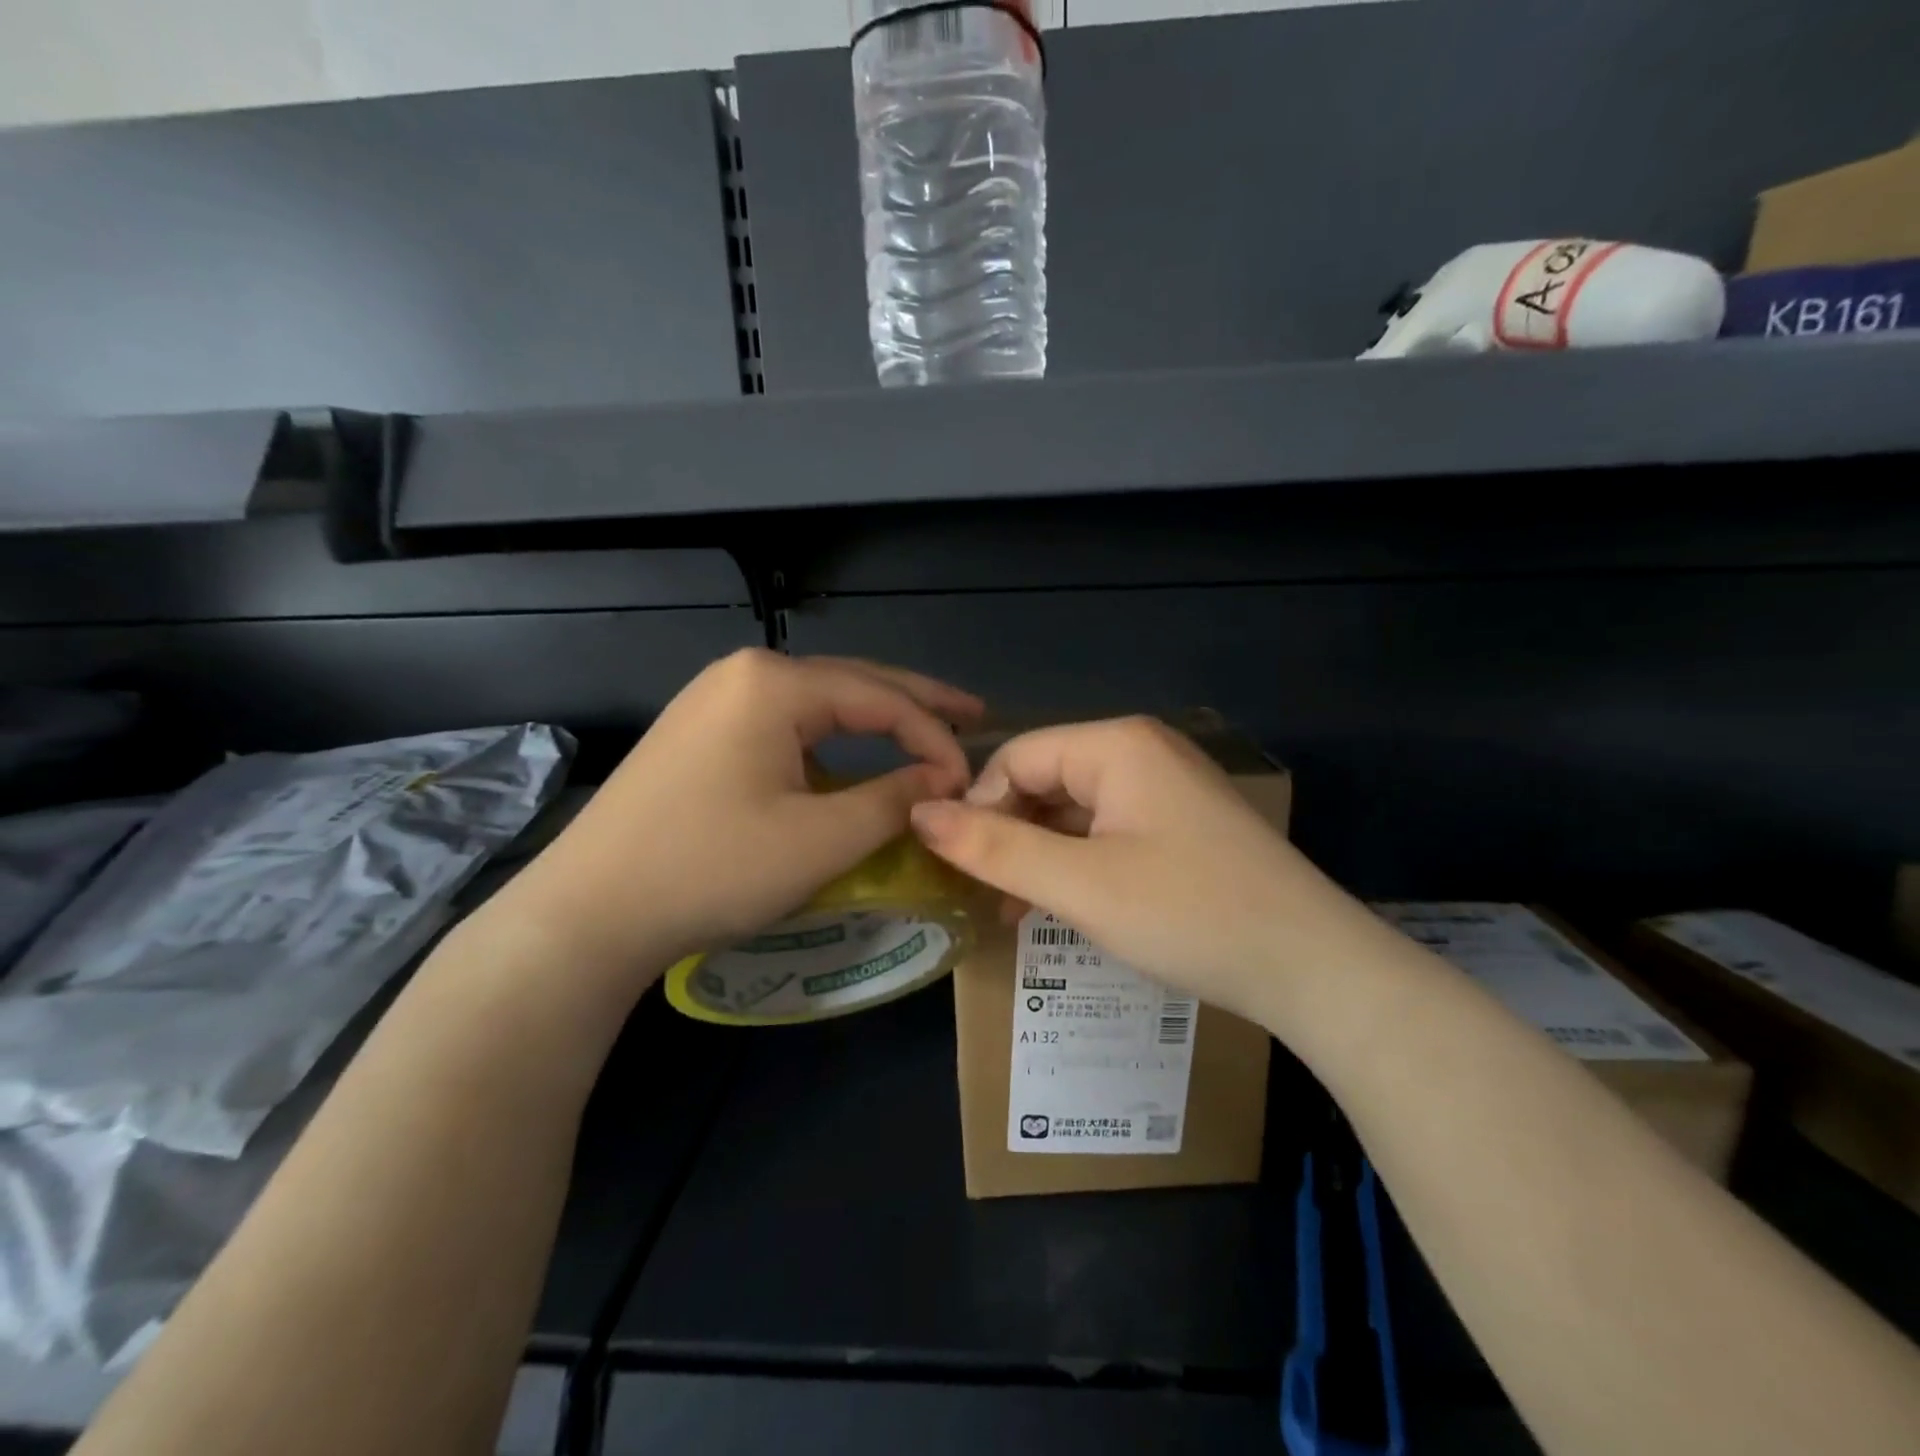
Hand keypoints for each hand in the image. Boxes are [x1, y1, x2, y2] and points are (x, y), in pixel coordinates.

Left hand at [491, 651, 982, 978]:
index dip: (936, 737)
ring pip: (818, 704)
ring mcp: (715, 699)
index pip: (882, 699)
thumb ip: (893, 799)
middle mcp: (744, 673)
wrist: (587, 912)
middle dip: (916, 703)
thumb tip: (941, 780)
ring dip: (873, 721)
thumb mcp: (821, 839)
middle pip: (852, 684)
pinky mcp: (700, 732)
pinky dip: (830, 742)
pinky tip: (851, 758)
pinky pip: (785, 725)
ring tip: (924, 734)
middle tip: (973, 716)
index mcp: (775, 683)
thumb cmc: (712, 868)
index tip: (970, 780)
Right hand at [908, 716, 1386, 1029]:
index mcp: (1117, 745)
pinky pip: (1107, 830)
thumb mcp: (1080, 885)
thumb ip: (994, 848)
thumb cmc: (1190, 914)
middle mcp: (1141, 751)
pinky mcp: (1181, 824)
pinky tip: (1064, 904)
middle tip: (985, 895)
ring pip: (1074, 809)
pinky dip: (1077, 862)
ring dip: (1039, 854)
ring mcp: (1166, 787)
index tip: (960, 869)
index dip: (978, 808)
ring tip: (1015, 909)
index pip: (1016, 757)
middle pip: (1045, 779)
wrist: (1314, 967)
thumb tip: (919, 813)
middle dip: (1009, 835)